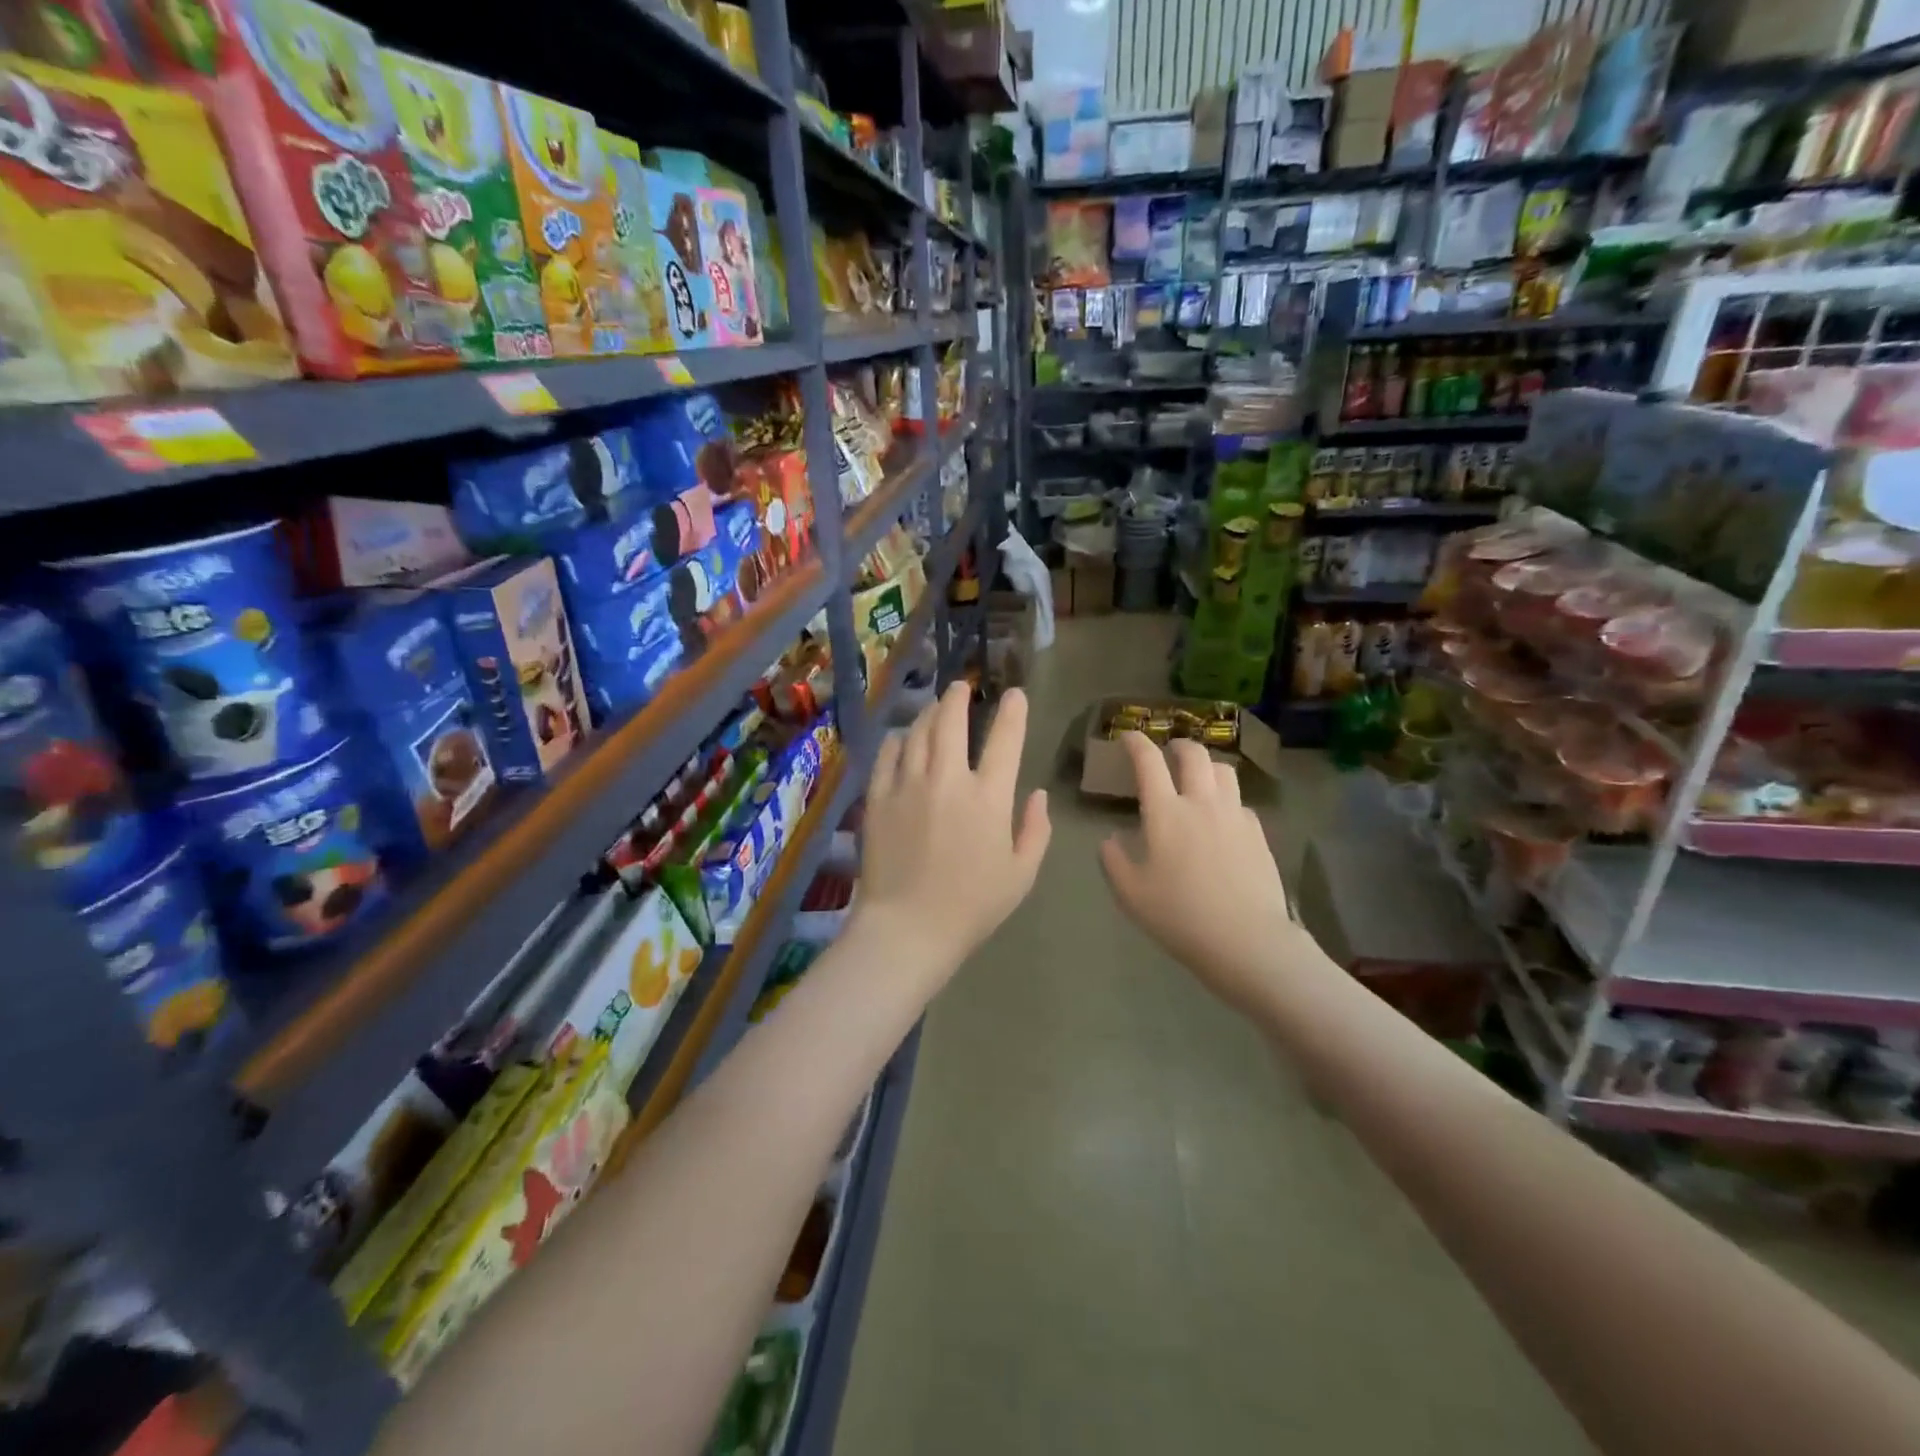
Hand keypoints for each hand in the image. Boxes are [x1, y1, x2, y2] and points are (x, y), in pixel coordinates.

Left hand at [857, 682, 1050, 975]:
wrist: (907, 929)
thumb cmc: (972, 907)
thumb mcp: (1021, 875)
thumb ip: (1035, 830)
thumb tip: (1038, 795)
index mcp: (988, 798)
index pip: (1005, 740)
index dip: (1013, 711)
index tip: (1014, 695)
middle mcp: (947, 780)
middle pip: (952, 721)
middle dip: (959, 697)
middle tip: (961, 688)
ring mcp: (908, 785)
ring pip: (918, 732)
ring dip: (929, 713)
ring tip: (935, 707)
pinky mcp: (878, 798)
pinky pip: (887, 755)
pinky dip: (898, 740)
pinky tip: (902, 738)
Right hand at [1099, 733, 1306, 1014]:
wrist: (1246, 940)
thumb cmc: (1180, 916)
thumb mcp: (1131, 894)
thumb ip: (1113, 860)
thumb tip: (1111, 839)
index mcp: (1165, 813)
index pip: (1148, 762)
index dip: (1136, 743)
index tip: (1128, 737)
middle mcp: (1202, 803)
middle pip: (1194, 754)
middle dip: (1178, 745)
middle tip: (1168, 752)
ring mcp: (1235, 816)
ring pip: (1224, 771)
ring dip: (1207, 766)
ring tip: (1199, 778)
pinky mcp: (1258, 833)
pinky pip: (1241, 802)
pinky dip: (1227, 799)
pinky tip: (1222, 819)